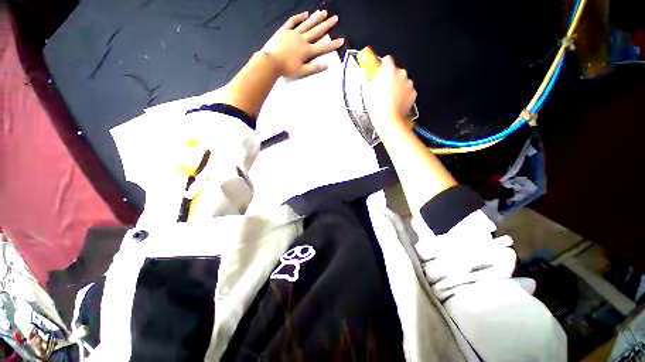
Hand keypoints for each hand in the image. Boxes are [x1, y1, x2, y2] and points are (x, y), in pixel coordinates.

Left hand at [261, 10, 344, 78]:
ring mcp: (293, 33)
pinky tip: (305, 13)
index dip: (333, 44)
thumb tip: (326, 64)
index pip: (323, 47)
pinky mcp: (285, 30)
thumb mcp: (302, 72)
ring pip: (307, 24)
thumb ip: (314, 68)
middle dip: (327, 25)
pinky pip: (293, 21)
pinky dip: (299, 17)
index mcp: (307, 50)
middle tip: (335, 18)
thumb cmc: (287, 69)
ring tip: (323, 12)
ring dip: (316, 18)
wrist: (271, 62)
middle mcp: (302, 39)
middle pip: (316, 31)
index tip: (342, 40)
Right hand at [365, 56, 416, 125]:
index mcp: (389, 70)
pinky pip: (407, 91)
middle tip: (382, 89)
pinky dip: (402, 95)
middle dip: (390, 78)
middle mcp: (401, 74)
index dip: (382, 66)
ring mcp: (408, 84)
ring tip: (388, 98)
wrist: (388, 120)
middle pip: (395, 71)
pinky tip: (395, 102)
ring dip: (396, 87)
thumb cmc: (377, 107)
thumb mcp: (368, 90)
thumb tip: (371, 75)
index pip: (387, 60)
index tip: (380, 70)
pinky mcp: (413, 93)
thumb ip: (371, 79)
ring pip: (402, 82)